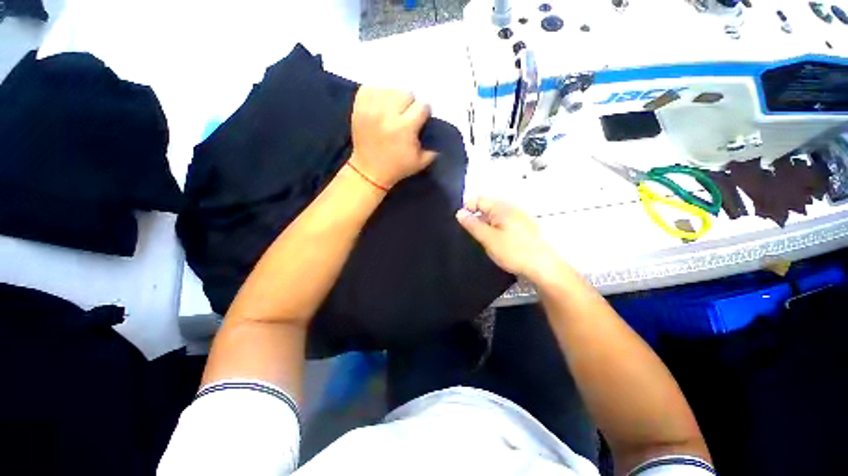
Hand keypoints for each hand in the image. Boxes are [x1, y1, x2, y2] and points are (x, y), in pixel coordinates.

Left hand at [350, 87, 437, 189]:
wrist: (369, 171)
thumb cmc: (397, 168)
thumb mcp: (420, 163)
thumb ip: (434, 149)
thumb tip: (439, 134)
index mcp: (405, 128)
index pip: (422, 106)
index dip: (424, 113)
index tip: (420, 120)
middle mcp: (387, 114)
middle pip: (406, 93)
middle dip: (409, 104)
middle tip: (406, 115)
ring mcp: (371, 108)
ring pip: (390, 88)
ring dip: (394, 98)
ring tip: (392, 111)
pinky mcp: (358, 107)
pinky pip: (370, 87)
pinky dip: (377, 94)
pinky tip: (380, 105)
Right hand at [456, 197, 562, 280]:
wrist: (543, 267)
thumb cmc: (514, 251)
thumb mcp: (488, 238)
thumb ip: (473, 225)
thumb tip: (459, 213)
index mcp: (502, 207)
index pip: (478, 199)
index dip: (466, 209)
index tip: (460, 224)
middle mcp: (511, 208)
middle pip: (487, 207)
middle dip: (475, 218)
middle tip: (469, 234)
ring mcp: (519, 218)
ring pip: (495, 217)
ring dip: (485, 225)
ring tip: (480, 240)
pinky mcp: (523, 228)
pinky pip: (503, 224)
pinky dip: (495, 230)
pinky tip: (494, 243)